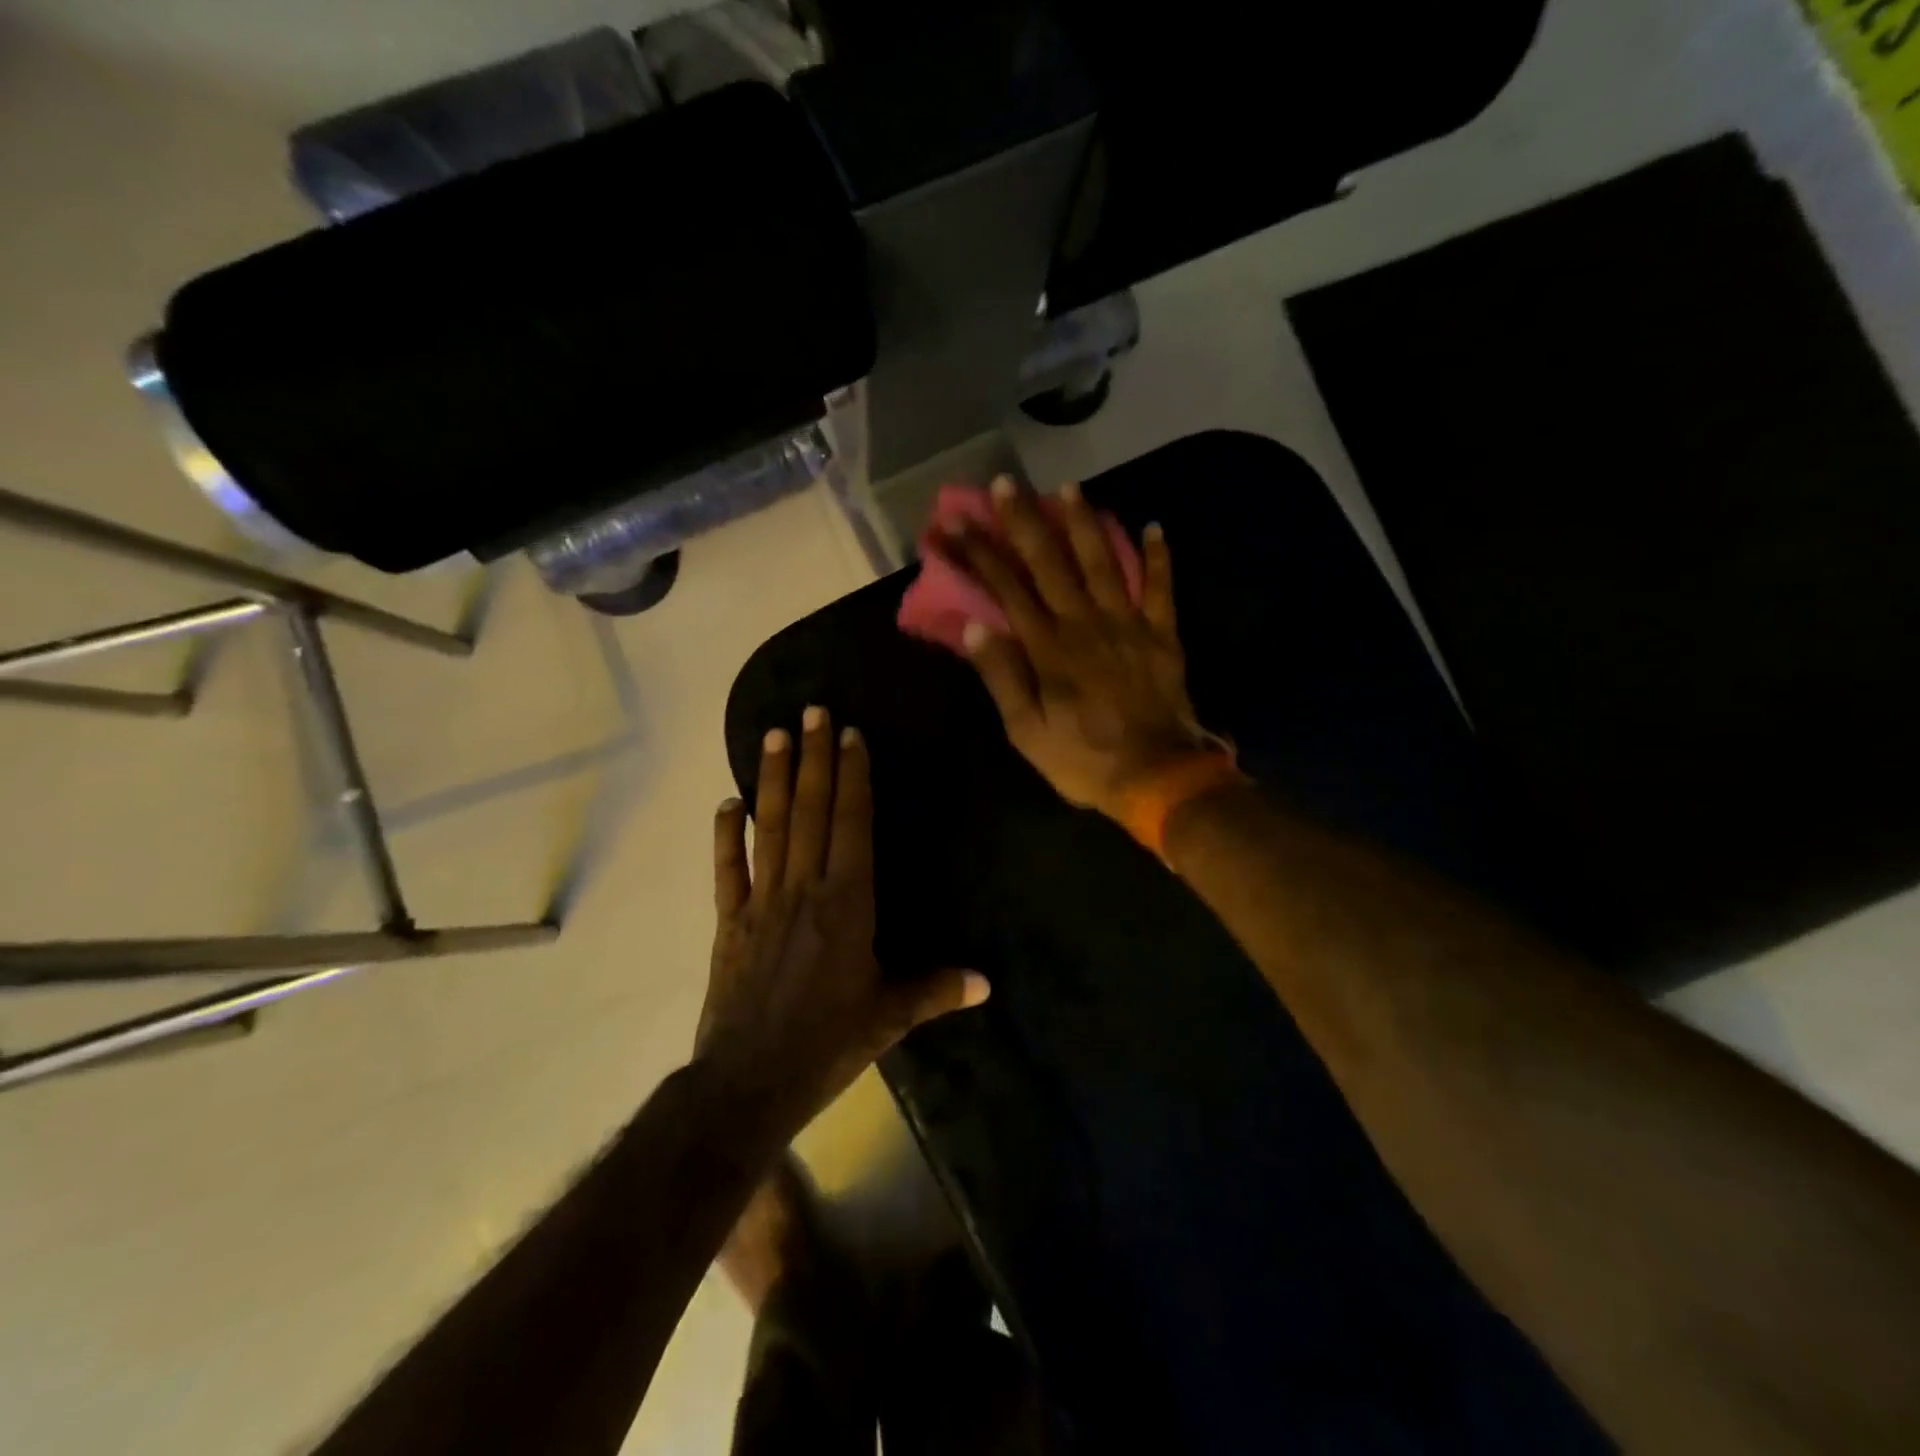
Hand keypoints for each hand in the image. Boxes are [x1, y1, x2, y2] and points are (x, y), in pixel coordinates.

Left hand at [696, 706, 988, 1132]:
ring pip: (769, 827)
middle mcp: (805, 889)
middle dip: (813, 758)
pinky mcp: (729, 922)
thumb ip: (936, 991)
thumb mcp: (889, 1018)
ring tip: (772, 734)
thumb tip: (988, 983)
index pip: (852, 824)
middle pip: (810, 811)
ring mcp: (761, 901)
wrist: (748, 1083)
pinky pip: (726, 870)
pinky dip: (725, 835)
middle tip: (812, 711)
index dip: (852, 777)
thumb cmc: (827, 1045)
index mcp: (848, 904)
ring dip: (771, 779)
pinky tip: (726, 802)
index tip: (849, 735)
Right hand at [946, 476, 1212, 823]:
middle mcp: (1085, 623)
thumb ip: (1002, 677)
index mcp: (1048, 648)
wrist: (1157, 777)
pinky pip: (1161, 589)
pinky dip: (1158, 558)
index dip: (977, 555)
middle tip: (1006, 483)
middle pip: (1050, 563)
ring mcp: (1128, 625)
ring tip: (1068, 487)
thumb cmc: (1083, 760)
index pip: (1005, 589)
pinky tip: (1153, 527)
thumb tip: (971, 628)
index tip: (952, 525)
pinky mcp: (1162, 636)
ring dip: (1084, 523)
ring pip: (1102, 563)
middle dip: (1024, 521)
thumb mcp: (1027, 731)